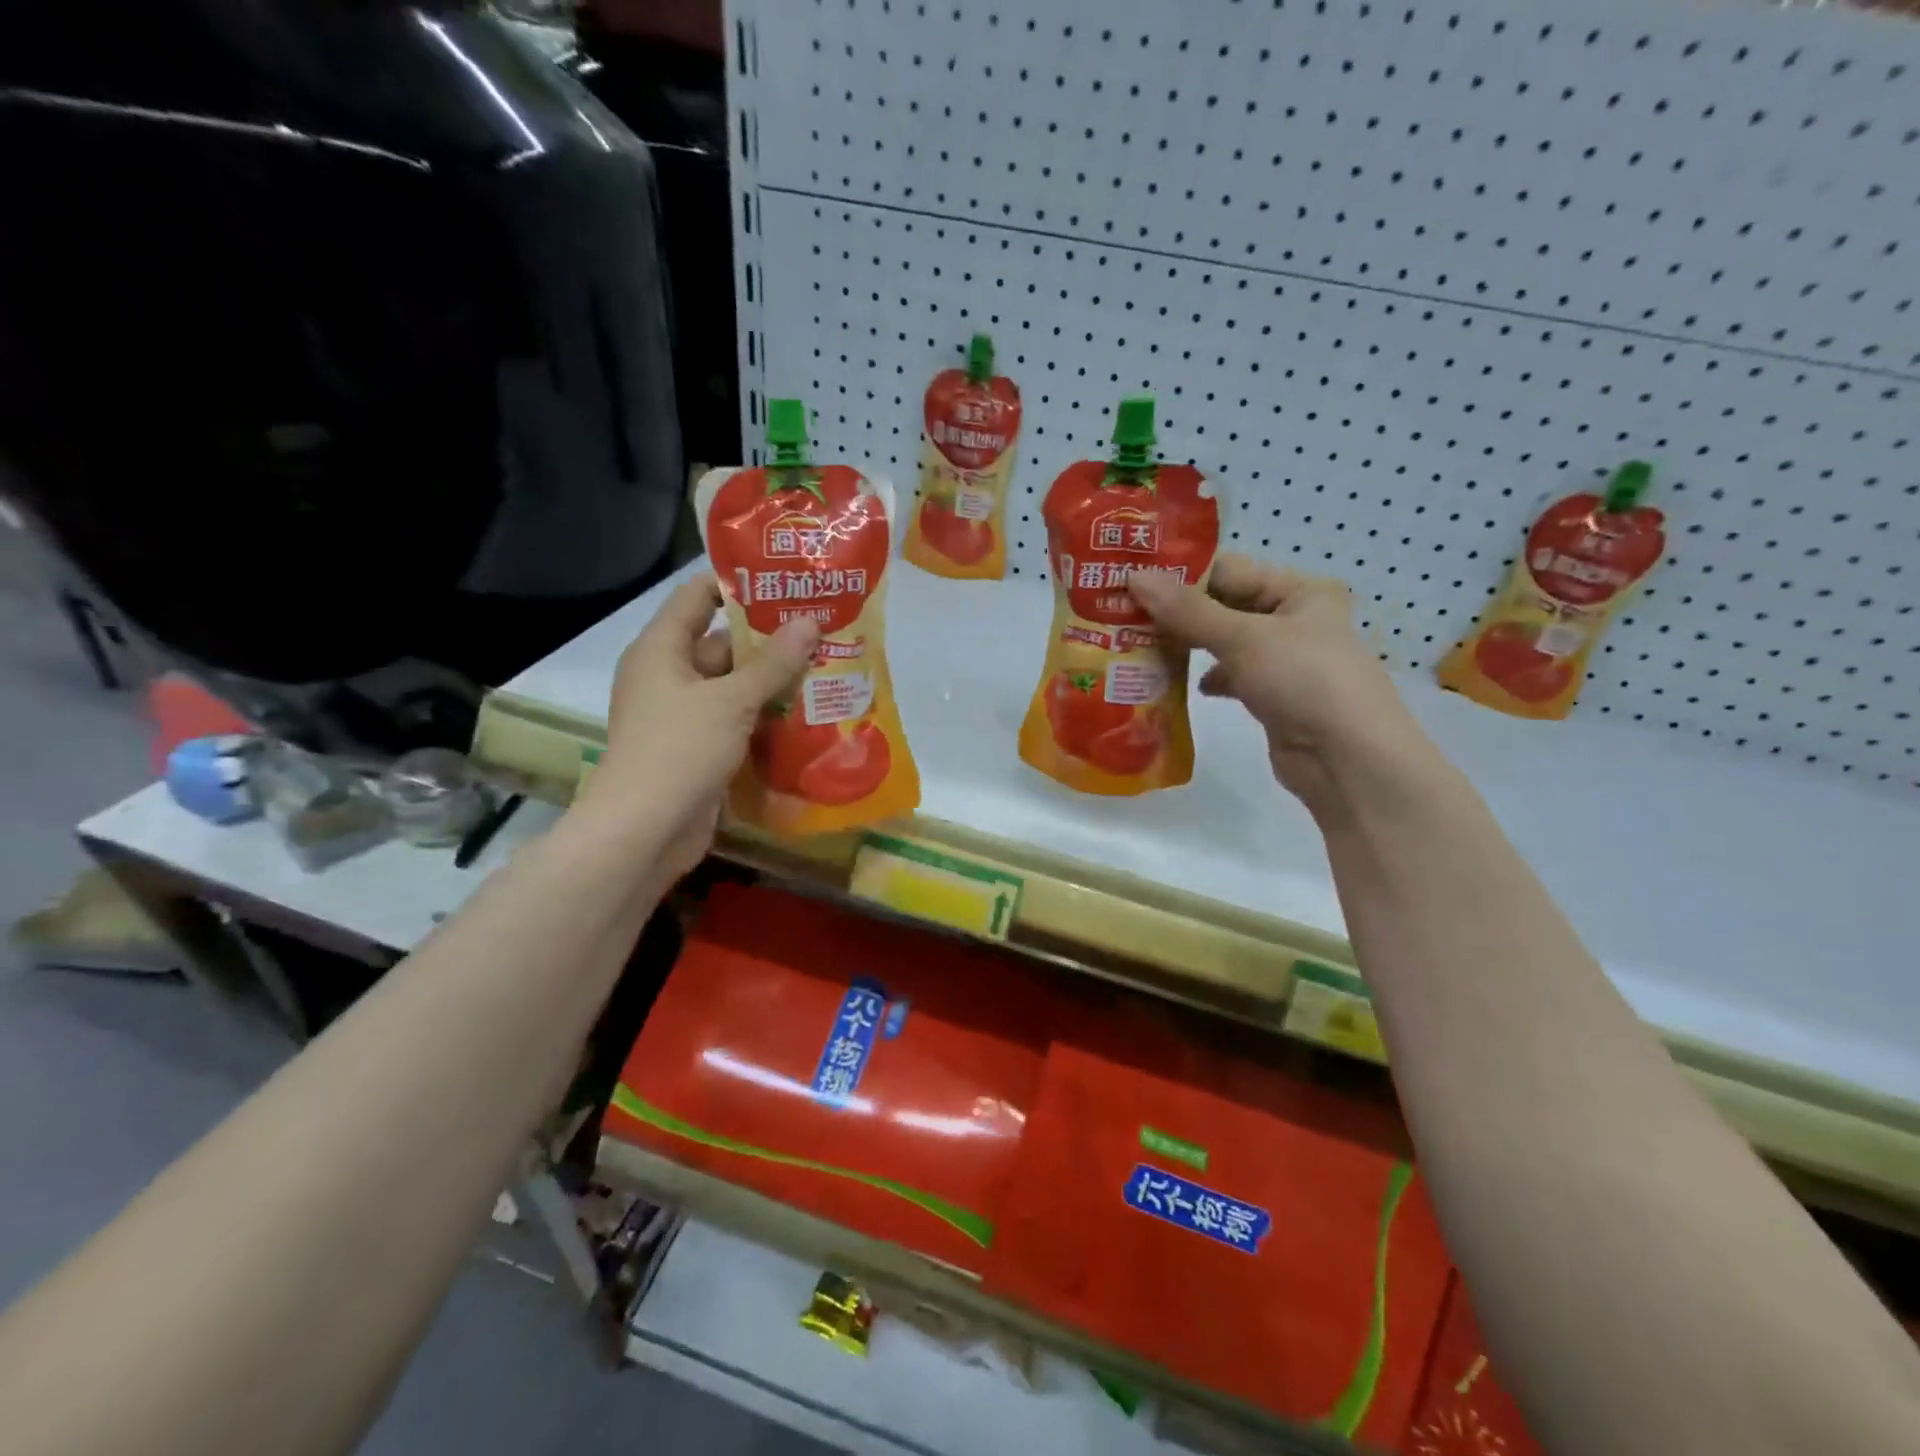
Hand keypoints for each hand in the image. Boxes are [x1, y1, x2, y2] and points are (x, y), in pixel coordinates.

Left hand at [583, 577, 816, 878]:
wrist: (645, 832)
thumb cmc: (680, 750)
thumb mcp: (731, 700)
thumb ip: (773, 663)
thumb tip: (811, 622)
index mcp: (662, 650)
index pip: (697, 597)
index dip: (738, 584)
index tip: (787, 581)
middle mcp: (670, 676)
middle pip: (723, 644)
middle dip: (771, 639)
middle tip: (822, 629)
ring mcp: (684, 715)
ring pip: (734, 686)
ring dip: (774, 681)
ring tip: (827, 666)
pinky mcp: (699, 749)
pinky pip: (737, 721)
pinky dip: (766, 717)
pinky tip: (809, 713)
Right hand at [1127, 554, 1429, 810]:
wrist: (1348, 761)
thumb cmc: (1304, 681)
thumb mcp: (1244, 638)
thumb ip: (1188, 610)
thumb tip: (1135, 577)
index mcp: (1300, 590)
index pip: (1229, 570)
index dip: (1180, 575)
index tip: (1130, 582)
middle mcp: (1294, 619)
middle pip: (1224, 606)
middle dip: (1178, 613)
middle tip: (1123, 614)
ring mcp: (1285, 660)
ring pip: (1224, 642)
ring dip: (1188, 646)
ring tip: (1140, 647)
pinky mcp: (1274, 696)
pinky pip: (1232, 675)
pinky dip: (1207, 677)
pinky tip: (1180, 684)